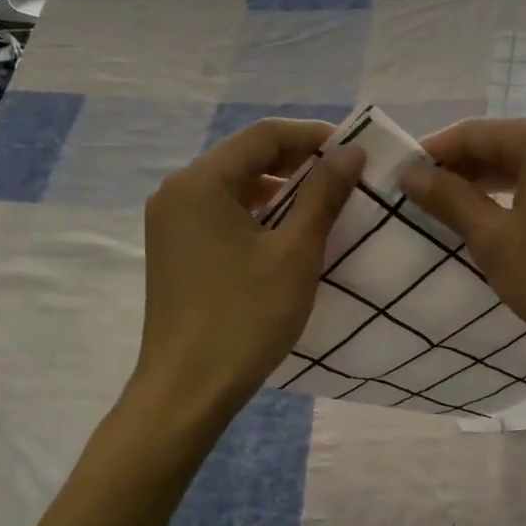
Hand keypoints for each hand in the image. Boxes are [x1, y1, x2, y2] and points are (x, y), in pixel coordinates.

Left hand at [136, 119, 362, 413]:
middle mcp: (177, 192)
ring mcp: (170, 223)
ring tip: (322, 206)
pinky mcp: (174, 251)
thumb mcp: (295, 253)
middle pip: (245, 159)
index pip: (264, 137)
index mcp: (201, 182)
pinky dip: (256, 216)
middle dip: (297, 164)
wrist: (188, 388)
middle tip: (344, 178)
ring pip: (233, 188)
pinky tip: (285, 236)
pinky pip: (220, 215)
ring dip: (279, 191)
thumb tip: (351, 151)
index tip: (354, 151)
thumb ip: (323, 195)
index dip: (313, 137)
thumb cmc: (246, 317)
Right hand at [400, 118, 525, 363]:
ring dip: (485, 183)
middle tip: (419, 197)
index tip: (398, 176)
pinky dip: (516, 196)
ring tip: (449, 210)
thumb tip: (411, 172)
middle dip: (458, 168)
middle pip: (501, 144)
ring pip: (525, 165)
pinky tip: (496, 220)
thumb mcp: (495, 241)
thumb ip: (451, 200)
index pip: (474, 133)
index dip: (432, 152)